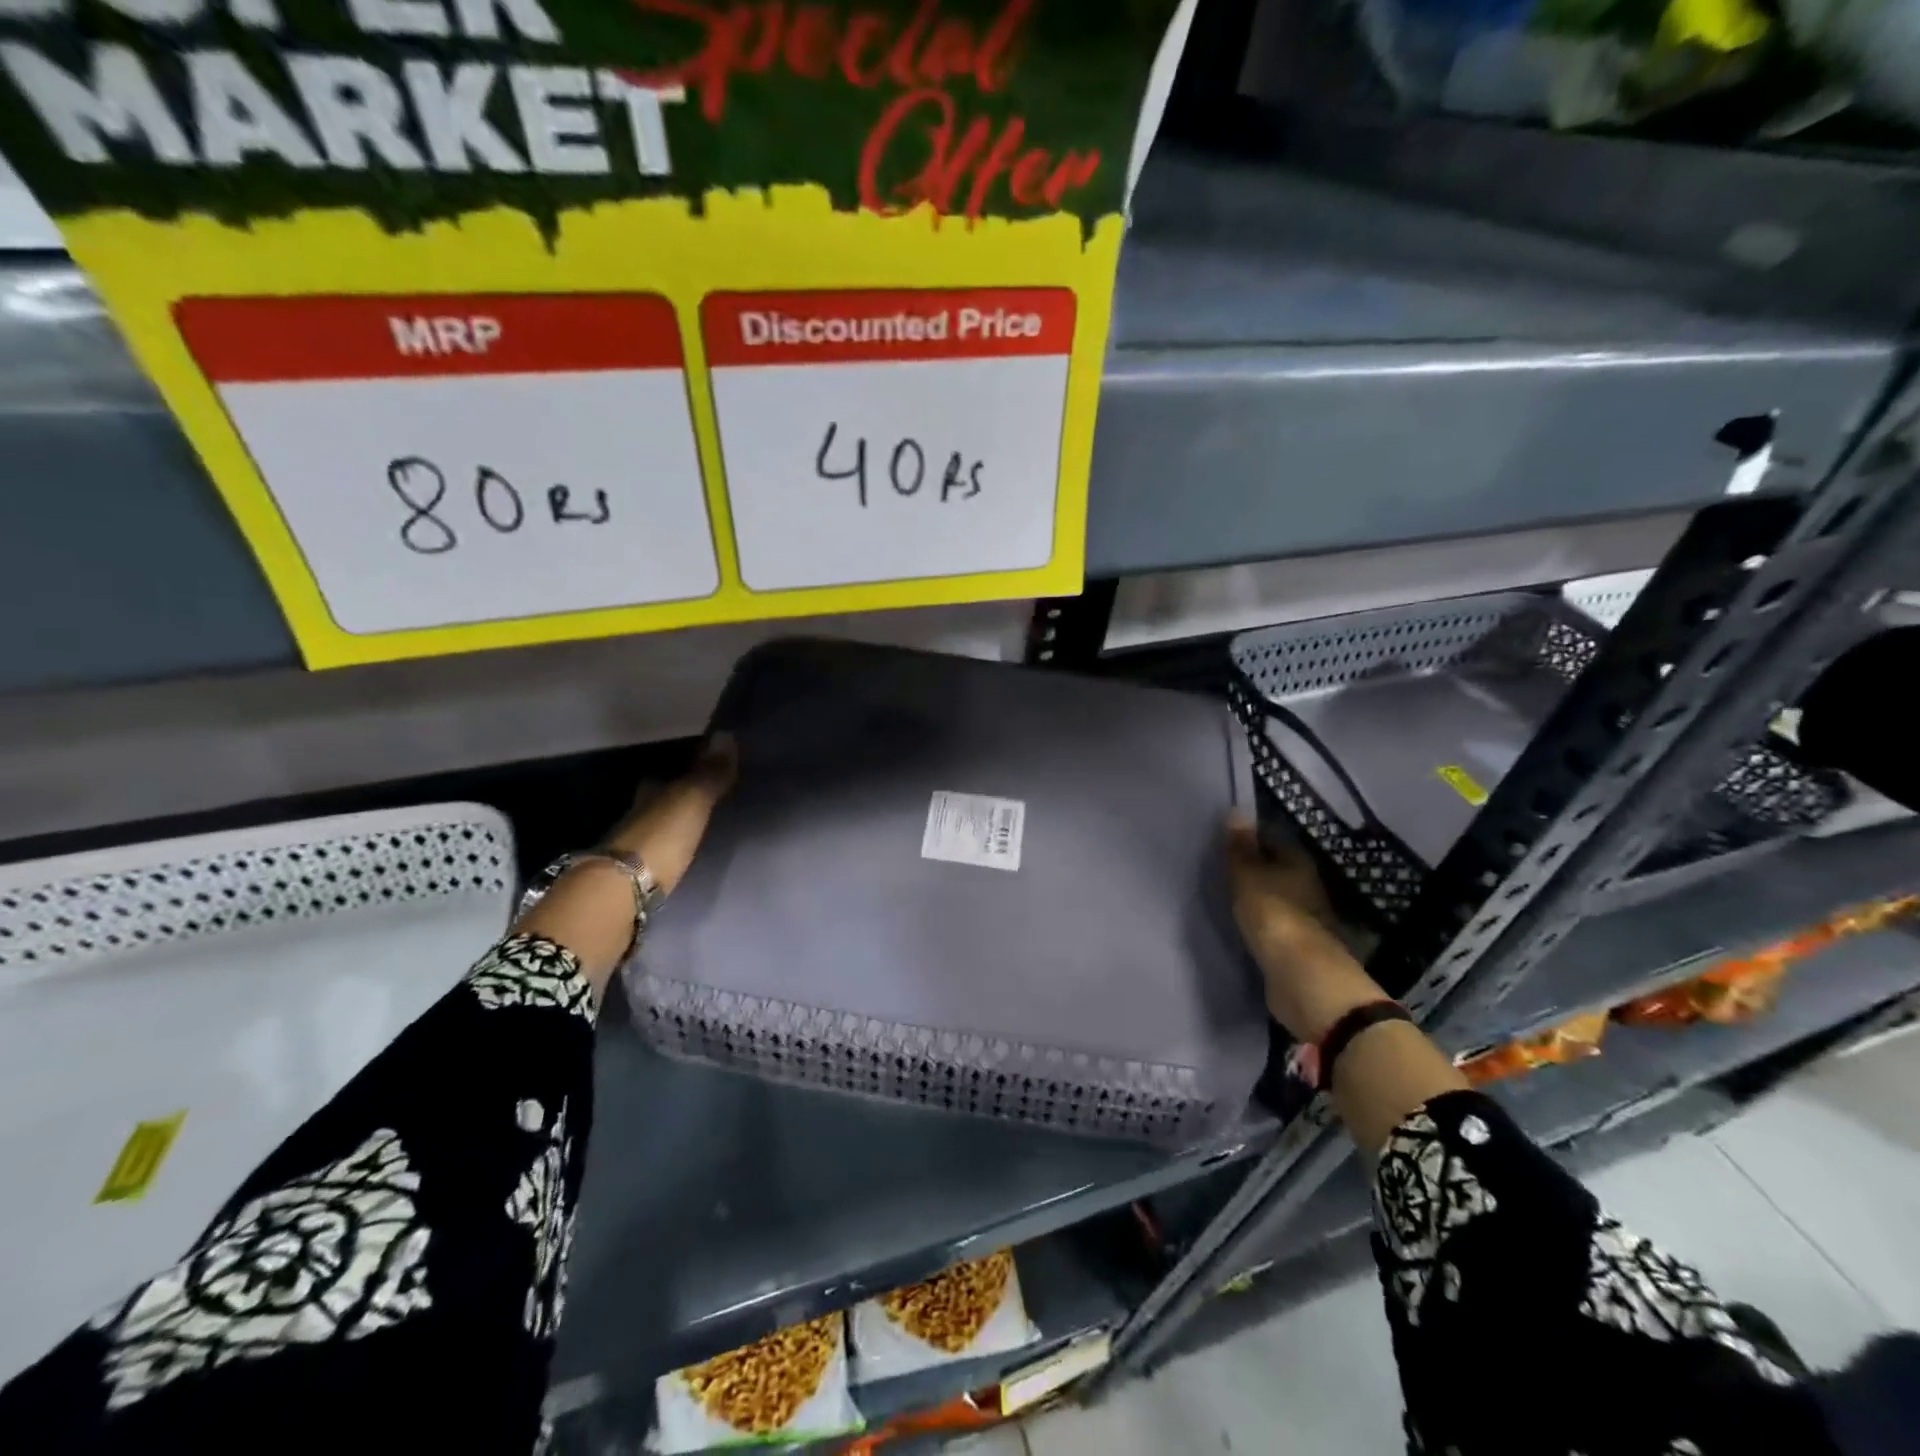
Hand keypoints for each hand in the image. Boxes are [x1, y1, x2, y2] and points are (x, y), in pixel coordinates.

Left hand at [514, 735, 737, 993]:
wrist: (618, 897)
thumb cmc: (658, 841)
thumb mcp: (690, 803)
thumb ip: (708, 775)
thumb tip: (726, 733)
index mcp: (648, 798)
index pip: (660, 781)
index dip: (675, 778)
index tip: (692, 775)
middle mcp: (632, 821)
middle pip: (651, 808)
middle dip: (666, 806)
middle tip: (692, 808)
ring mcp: (626, 856)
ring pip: (647, 836)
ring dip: (662, 835)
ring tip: (688, 838)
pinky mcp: (627, 886)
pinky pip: (648, 864)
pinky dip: (659, 861)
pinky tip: (673, 866)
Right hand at [1226, 816, 1385, 1041]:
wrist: (1302, 979)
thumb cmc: (1275, 917)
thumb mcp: (1248, 876)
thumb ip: (1240, 848)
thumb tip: (1237, 810)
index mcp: (1298, 863)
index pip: (1272, 839)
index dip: (1249, 836)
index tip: (1221, 838)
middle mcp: (1306, 886)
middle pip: (1275, 868)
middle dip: (1252, 866)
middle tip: (1218, 864)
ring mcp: (1304, 918)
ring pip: (1274, 897)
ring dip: (1255, 896)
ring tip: (1223, 892)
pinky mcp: (1296, 947)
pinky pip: (1272, 925)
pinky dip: (1258, 922)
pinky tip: (1238, 922)